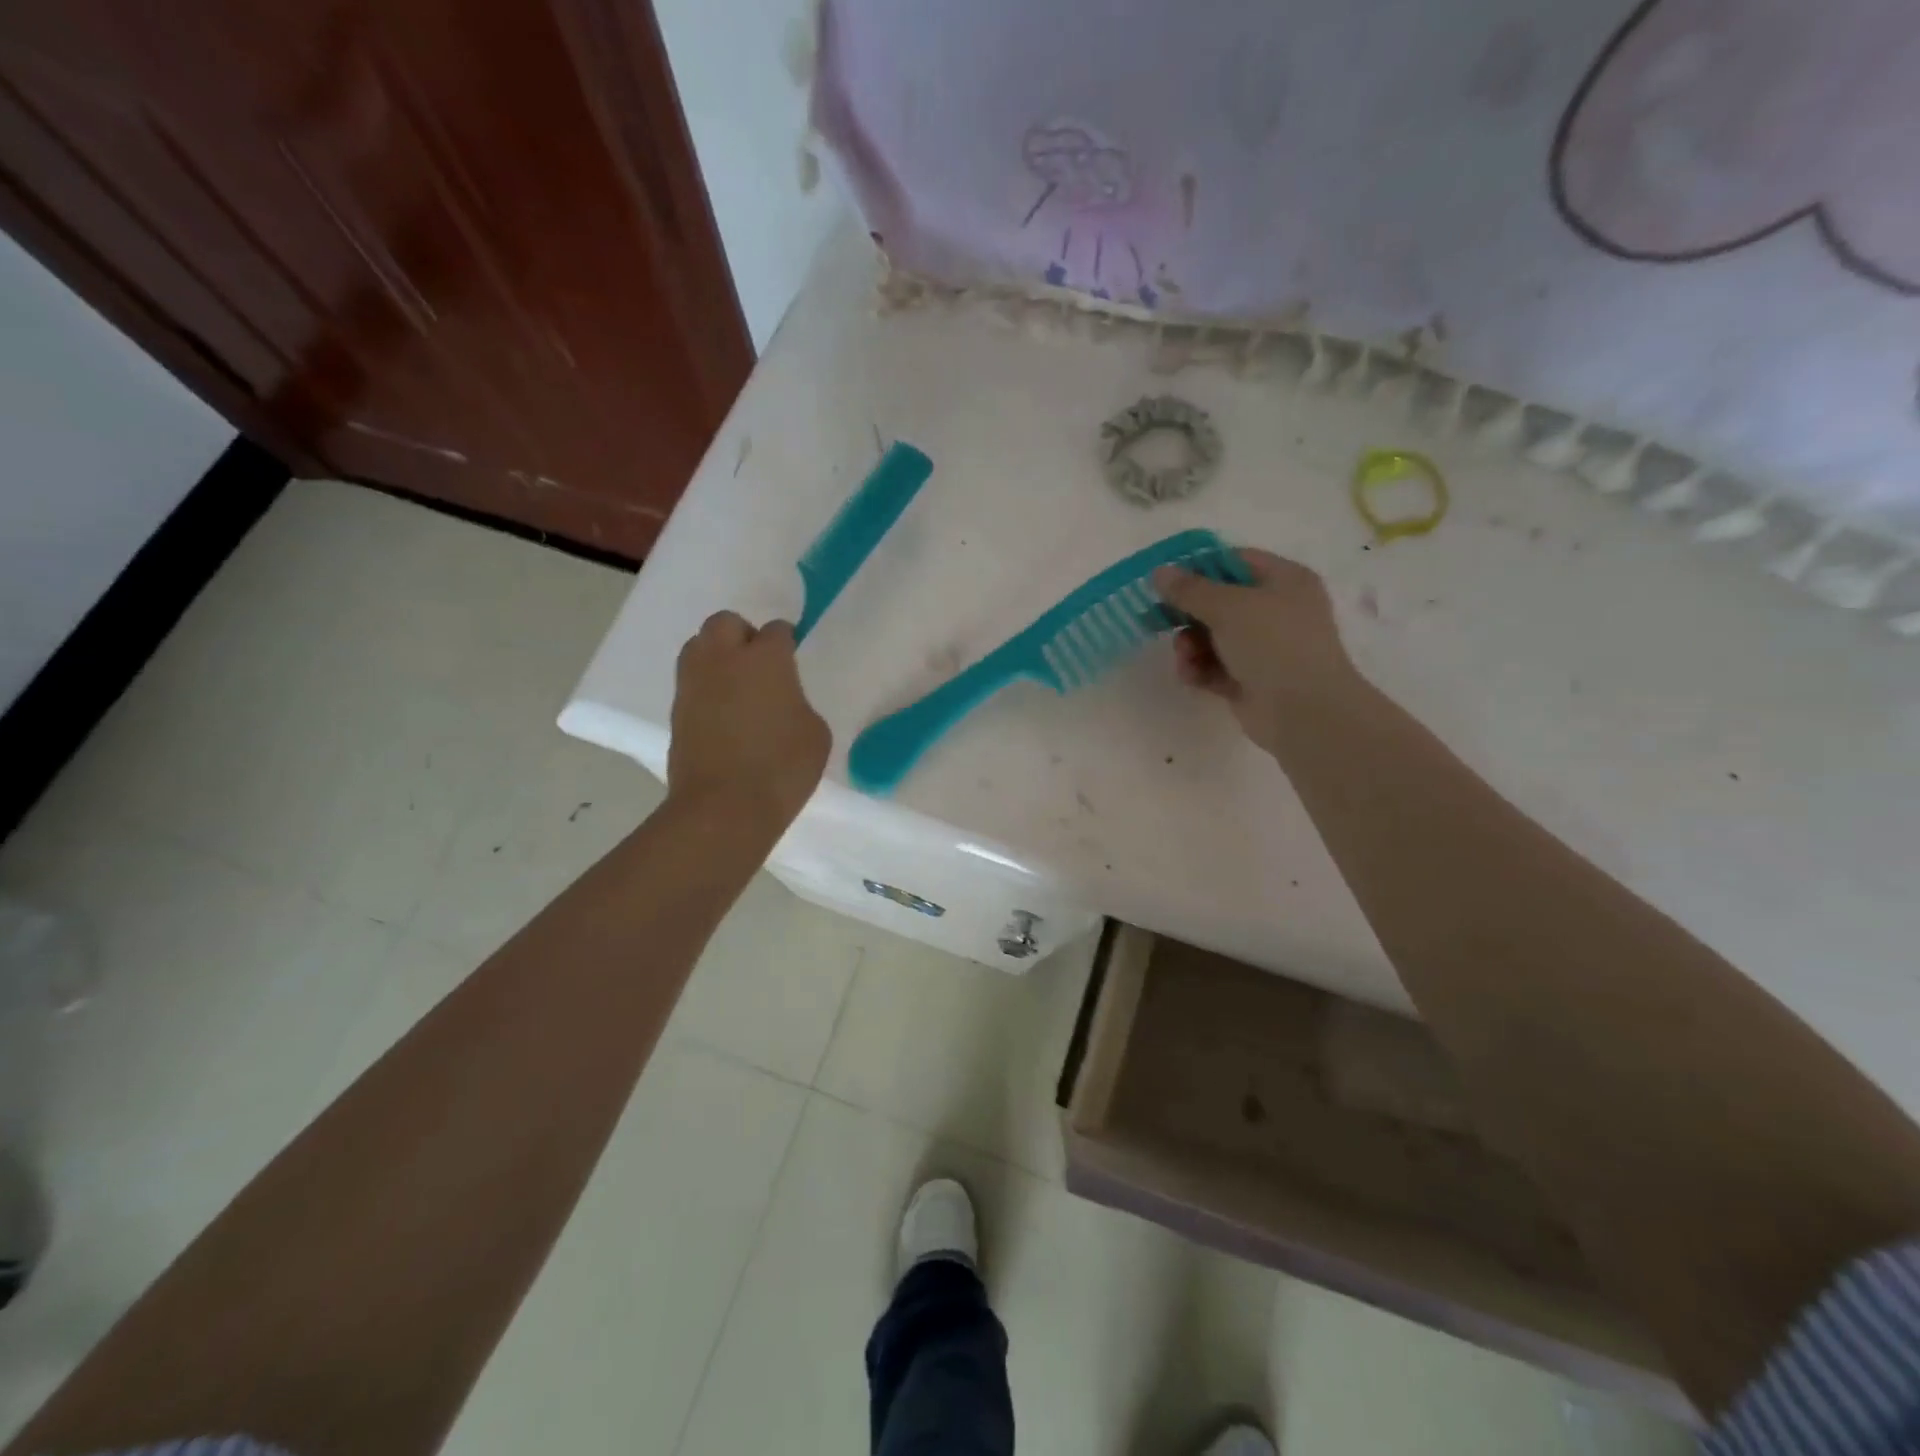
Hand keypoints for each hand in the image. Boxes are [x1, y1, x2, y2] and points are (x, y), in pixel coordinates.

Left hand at [668, 612, 830, 831]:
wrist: (724, 807)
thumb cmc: (782, 767)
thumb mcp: (815, 733)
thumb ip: (799, 704)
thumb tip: (782, 703)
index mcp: (765, 659)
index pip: (776, 631)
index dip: (785, 642)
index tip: (791, 658)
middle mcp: (724, 659)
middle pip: (726, 622)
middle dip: (743, 634)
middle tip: (759, 664)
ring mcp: (694, 684)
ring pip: (698, 646)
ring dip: (717, 656)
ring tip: (736, 685)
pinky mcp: (676, 711)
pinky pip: (691, 682)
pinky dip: (706, 688)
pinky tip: (723, 713)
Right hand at [1153, 549, 1353, 752]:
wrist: (1304, 711)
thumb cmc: (1273, 644)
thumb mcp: (1228, 607)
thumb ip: (1189, 589)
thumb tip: (1159, 572)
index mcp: (1284, 580)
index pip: (1235, 561)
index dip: (1199, 567)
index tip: (1165, 580)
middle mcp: (1277, 610)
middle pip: (1219, 602)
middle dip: (1188, 614)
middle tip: (1156, 619)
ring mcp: (1265, 648)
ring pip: (1213, 637)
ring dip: (1190, 645)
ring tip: (1185, 656)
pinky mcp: (1251, 680)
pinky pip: (1215, 667)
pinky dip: (1201, 669)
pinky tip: (1192, 676)